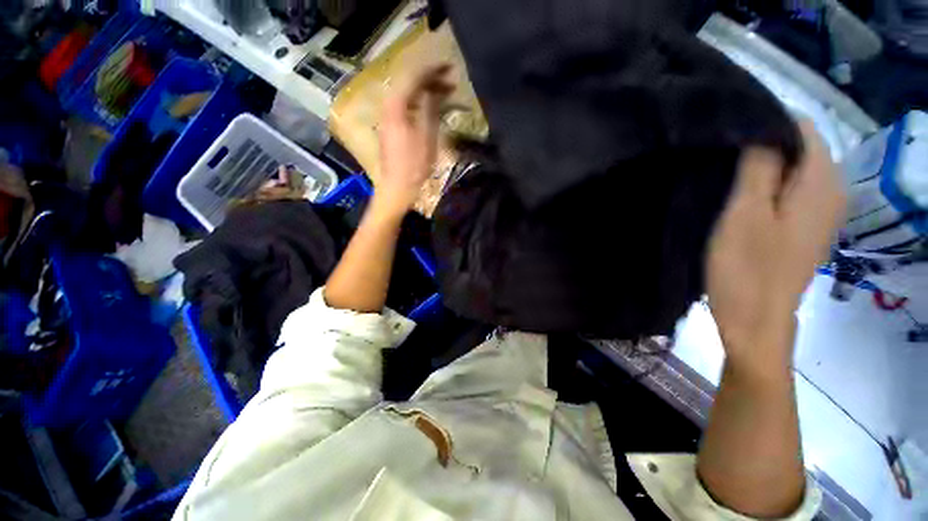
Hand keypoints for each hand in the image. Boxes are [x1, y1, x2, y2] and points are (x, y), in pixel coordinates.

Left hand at [374, 63, 454, 218]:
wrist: (397, 187)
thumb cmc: (413, 165)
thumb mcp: (426, 136)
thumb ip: (430, 108)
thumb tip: (436, 88)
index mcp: (396, 105)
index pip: (414, 77)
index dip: (433, 70)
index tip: (451, 68)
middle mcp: (389, 106)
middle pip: (410, 84)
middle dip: (431, 80)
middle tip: (451, 81)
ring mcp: (389, 117)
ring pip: (408, 95)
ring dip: (426, 92)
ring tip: (445, 94)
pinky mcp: (392, 127)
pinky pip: (407, 107)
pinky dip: (420, 104)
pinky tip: (431, 108)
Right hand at [706, 121, 845, 367]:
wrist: (756, 320)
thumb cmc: (746, 268)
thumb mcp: (745, 214)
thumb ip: (759, 168)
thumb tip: (762, 131)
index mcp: (821, 183)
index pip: (803, 128)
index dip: (767, 124)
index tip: (729, 134)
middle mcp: (832, 191)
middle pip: (802, 148)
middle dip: (764, 146)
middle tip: (722, 159)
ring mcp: (821, 212)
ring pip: (795, 170)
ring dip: (764, 168)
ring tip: (727, 176)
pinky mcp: (807, 228)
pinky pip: (792, 191)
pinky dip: (769, 186)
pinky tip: (744, 199)